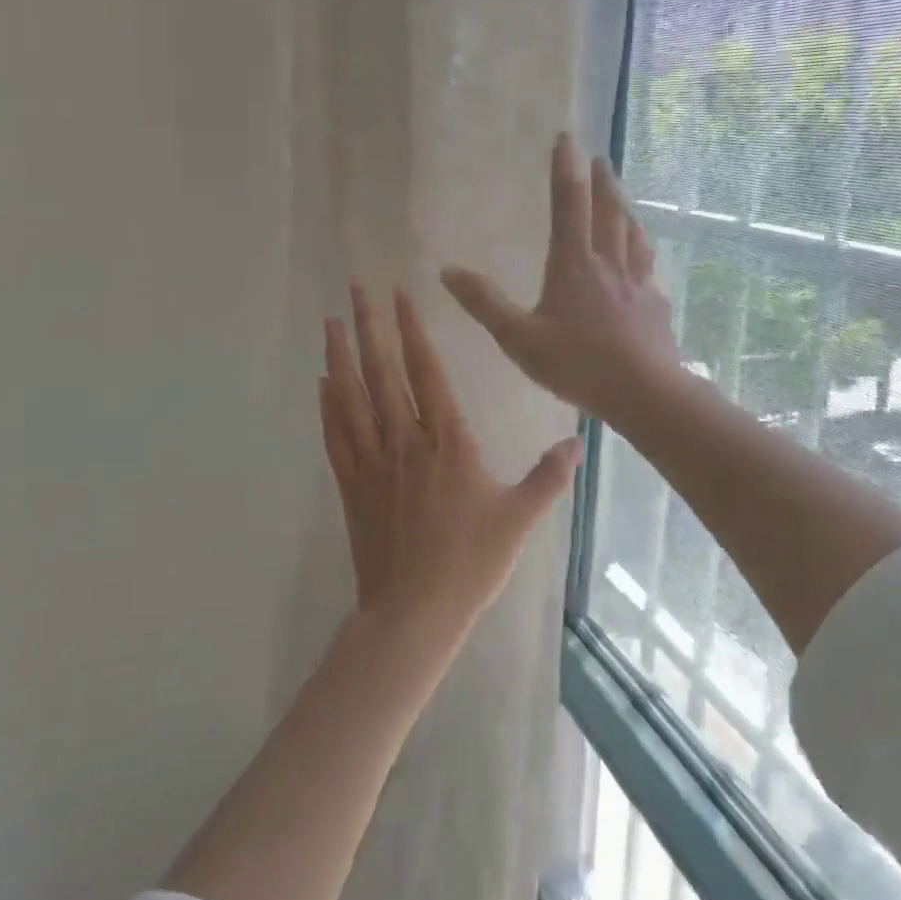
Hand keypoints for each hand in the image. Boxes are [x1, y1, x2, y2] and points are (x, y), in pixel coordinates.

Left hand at [319, 282, 582, 641]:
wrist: (414, 612)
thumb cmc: (471, 563)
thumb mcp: (520, 518)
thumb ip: (548, 476)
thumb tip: (578, 442)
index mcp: (448, 443)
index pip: (427, 373)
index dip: (412, 332)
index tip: (399, 295)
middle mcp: (406, 442)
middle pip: (382, 374)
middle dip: (369, 327)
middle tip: (354, 287)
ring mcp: (373, 463)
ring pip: (352, 399)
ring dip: (340, 356)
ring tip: (331, 321)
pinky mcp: (352, 487)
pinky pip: (336, 436)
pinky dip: (328, 405)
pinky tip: (322, 382)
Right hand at [441, 134, 681, 425]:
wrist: (643, 392)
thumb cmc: (577, 363)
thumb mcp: (518, 338)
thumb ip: (485, 304)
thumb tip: (447, 270)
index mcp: (573, 264)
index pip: (568, 204)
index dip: (565, 169)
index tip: (567, 137)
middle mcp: (608, 264)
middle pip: (607, 212)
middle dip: (601, 181)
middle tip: (600, 158)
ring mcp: (637, 284)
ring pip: (632, 236)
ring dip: (625, 210)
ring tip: (623, 199)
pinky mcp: (655, 307)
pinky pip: (648, 269)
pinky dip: (643, 254)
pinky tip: (644, 263)